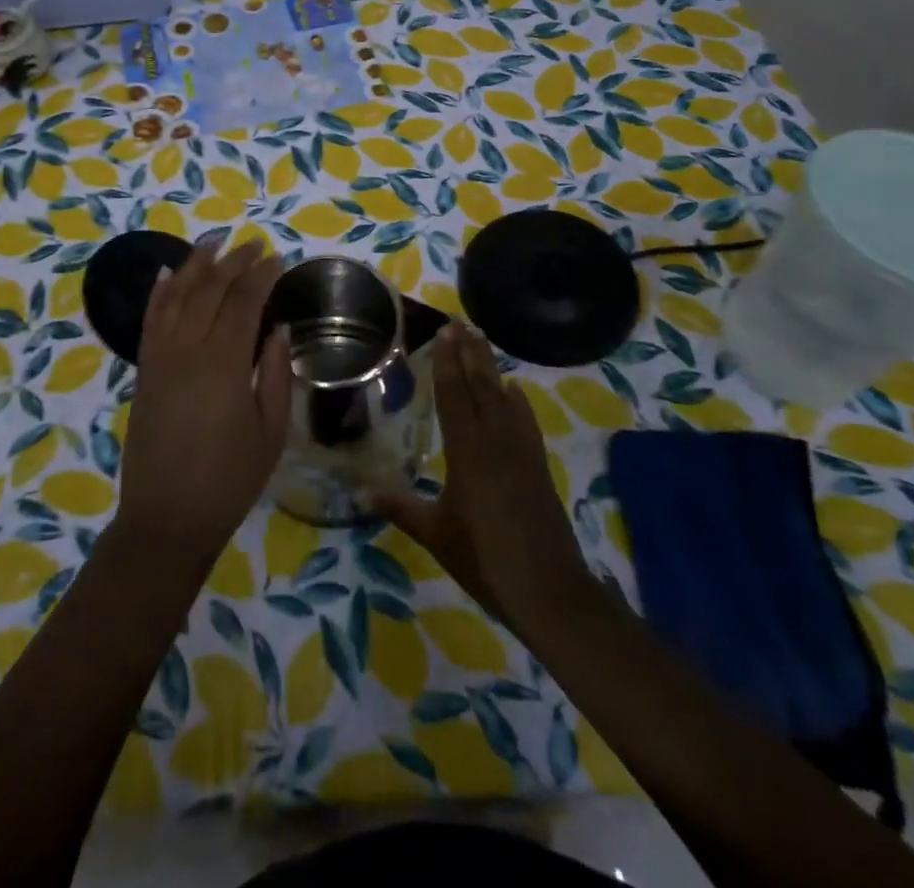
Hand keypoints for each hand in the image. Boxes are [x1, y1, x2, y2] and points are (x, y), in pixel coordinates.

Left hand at [115, 240, 289, 566]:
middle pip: (209, 290)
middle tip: (253, 245)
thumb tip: (278, 329)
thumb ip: (276, 374)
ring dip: (195, 265)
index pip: (243, 302)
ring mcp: (160, 357)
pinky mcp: (143, 370)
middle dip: (233, 262)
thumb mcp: (270, 432)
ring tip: (214, 242)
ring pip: (176, 295)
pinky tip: (165, 273)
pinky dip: (158, 292)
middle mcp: (187, 349)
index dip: (261, 276)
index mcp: (224, 363)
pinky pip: (150, 319)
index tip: (276, 258)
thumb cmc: (229, 480)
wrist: (167, 517)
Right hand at [378, 322, 589, 631]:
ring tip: (482, 341)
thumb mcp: (436, 535)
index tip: (445, 332)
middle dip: (471, 352)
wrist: (549, 591)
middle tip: (461, 322)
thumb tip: (363, 493)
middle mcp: (496, 440)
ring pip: (504, 397)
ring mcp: (522, 451)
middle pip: (482, 385)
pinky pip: (526, 421)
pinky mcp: (538, 465)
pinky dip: (517, 401)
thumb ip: (401, 509)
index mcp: (467, 451)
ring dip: (492, 367)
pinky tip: (514, 391)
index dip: (448, 362)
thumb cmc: (485, 560)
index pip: (455, 395)